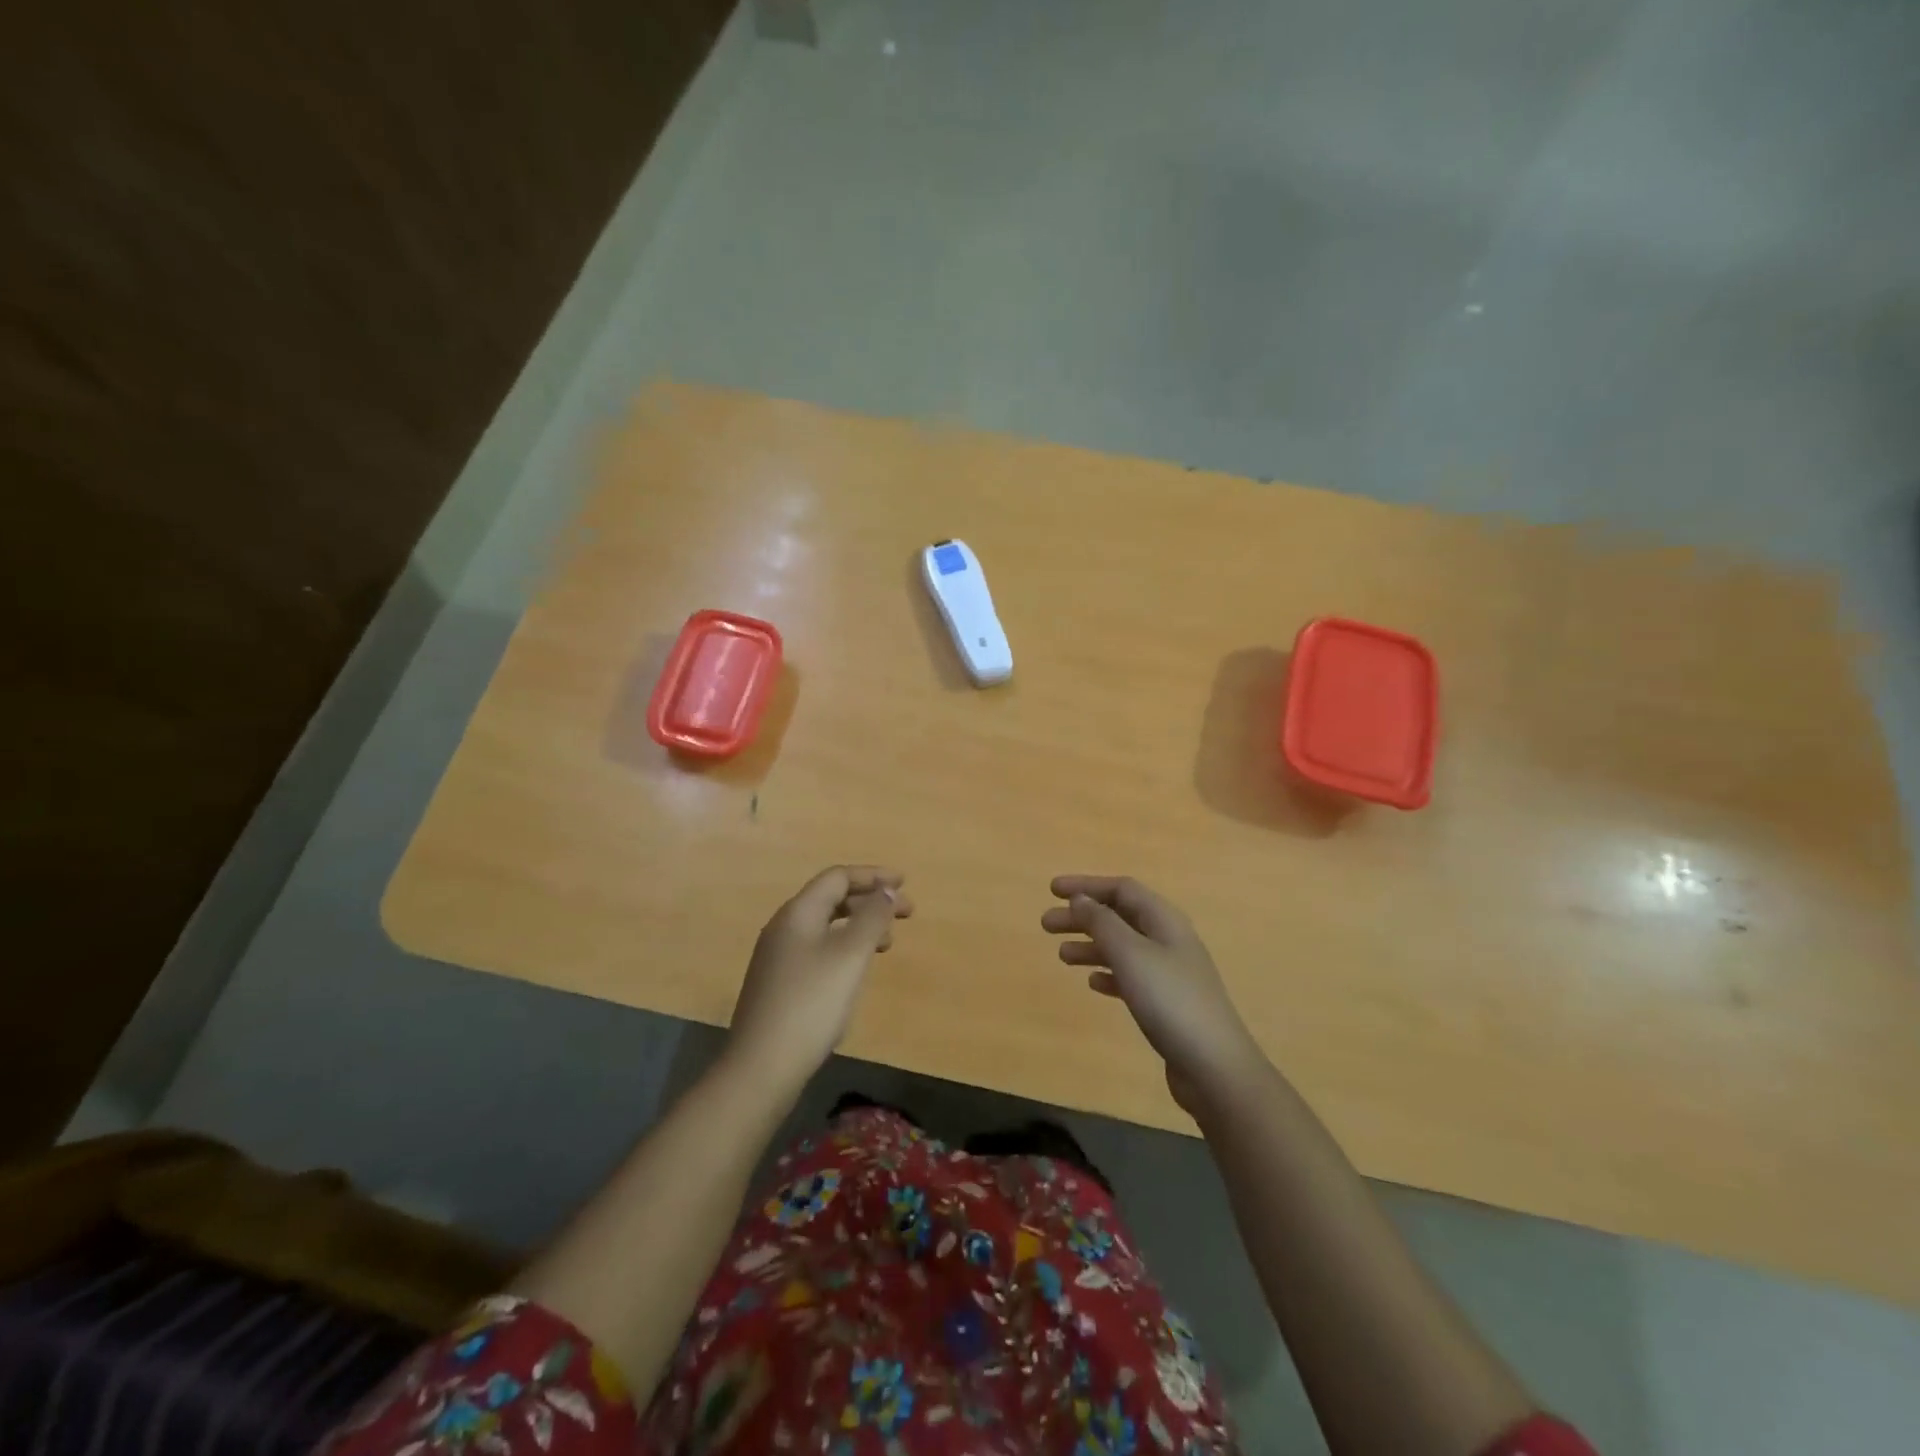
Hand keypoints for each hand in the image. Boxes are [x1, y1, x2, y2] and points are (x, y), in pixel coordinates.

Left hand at [727, 866, 912, 1097]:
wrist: (762, 1067)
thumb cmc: (812, 1004)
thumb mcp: (850, 956)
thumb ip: (872, 917)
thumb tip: (886, 890)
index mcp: (798, 913)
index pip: (838, 878)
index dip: (873, 876)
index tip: (904, 884)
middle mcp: (783, 928)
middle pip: (831, 899)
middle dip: (870, 901)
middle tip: (905, 915)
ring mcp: (778, 957)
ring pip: (825, 926)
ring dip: (859, 926)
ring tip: (887, 945)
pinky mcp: (779, 984)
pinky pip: (818, 949)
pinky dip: (844, 948)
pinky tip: (855, 971)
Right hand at [1042, 874, 1265, 1113]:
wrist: (1214, 1066)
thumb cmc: (1169, 1000)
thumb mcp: (1130, 954)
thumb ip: (1102, 923)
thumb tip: (1081, 899)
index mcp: (1164, 920)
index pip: (1122, 889)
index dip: (1086, 886)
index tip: (1053, 890)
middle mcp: (1168, 940)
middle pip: (1119, 917)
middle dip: (1082, 916)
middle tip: (1046, 925)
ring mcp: (1170, 973)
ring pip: (1123, 947)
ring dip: (1091, 946)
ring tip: (1061, 956)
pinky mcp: (1168, 1004)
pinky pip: (1132, 977)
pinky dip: (1109, 974)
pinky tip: (1093, 984)